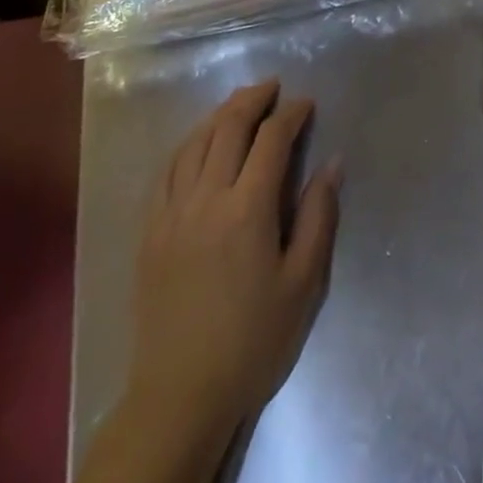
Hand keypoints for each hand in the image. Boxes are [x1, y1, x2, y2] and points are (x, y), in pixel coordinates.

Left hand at [129, 81, 340, 430]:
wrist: (180, 395)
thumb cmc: (252, 341)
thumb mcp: (302, 284)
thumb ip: (318, 217)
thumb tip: (332, 162)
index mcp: (247, 209)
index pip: (271, 139)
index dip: (291, 114)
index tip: (307, 104)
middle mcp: (206, 197)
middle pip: (228, 127)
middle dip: (253, 99)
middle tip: (274, 87)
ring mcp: (172, 212)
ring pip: (195, 142)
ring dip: (220, 114)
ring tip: (240, 103)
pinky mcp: (150, 230)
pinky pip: (167, 170)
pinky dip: (188, 143)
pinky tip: (198, 141)